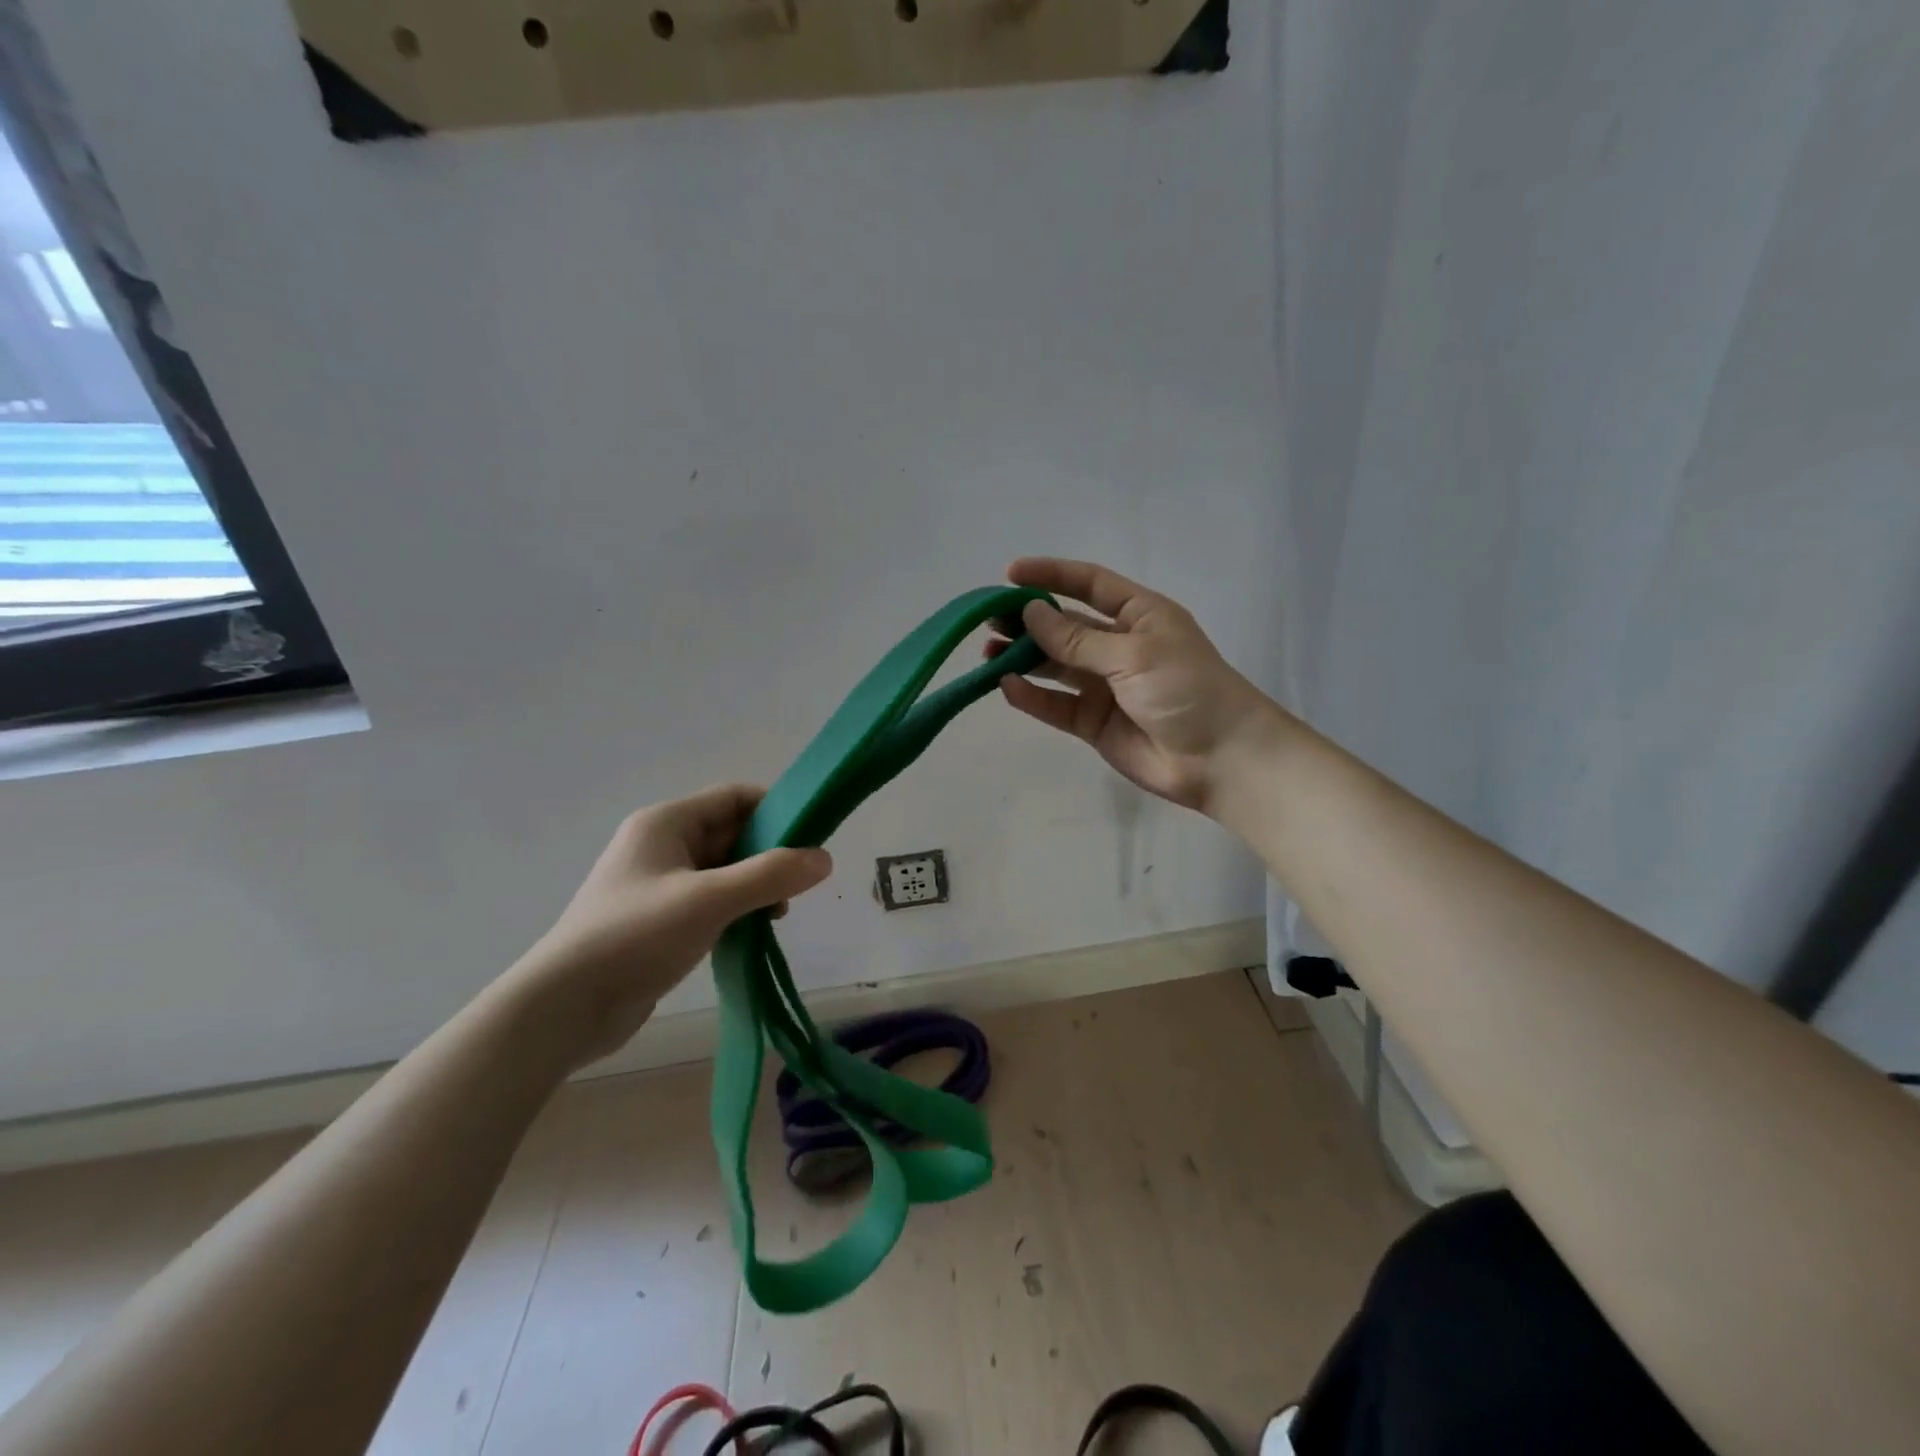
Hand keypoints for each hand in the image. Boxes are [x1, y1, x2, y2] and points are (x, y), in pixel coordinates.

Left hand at [505, 785, 831, 1066]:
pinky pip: (709, 900)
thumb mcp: (710, 900)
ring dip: (755, 885)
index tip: (811, 838)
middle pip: (731, 833)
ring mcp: (658, 883)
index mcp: (666, 823)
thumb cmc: (636, 937)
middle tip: (799, 885)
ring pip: (723, 870)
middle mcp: (661, 844)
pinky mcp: (658, 919)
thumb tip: (825, 858)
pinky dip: (735, 908)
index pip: (735, 798)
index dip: (776, 810)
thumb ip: (770, 875)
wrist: (564, 1008)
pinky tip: (751, 931)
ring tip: (777, 914)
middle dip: (769, 854)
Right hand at [991, 558, 1288, 814]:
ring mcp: (1104, 686)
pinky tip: (1006, 685)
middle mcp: (1118, 646)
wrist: (1220, 758)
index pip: (1089, 585)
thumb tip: (1030, 614)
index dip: (1051, 575)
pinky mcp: (1094, 722)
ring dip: (1023, 657)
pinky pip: (1056, 704)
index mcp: (1139, 615)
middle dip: (1028, 620)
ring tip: (986, 652)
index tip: (1010, 575)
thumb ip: (1078, 638)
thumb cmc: (1187, 689)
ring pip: (1055, 665)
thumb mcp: (1134, 654)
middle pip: (1065, 626)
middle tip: (988, 619)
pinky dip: (1031, 695)